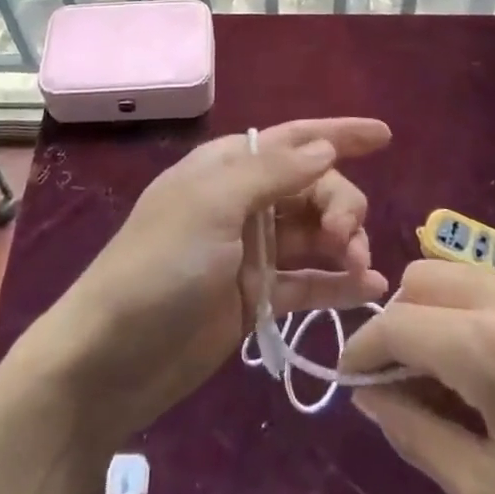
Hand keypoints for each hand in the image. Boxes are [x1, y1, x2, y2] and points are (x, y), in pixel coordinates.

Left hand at [7, 118, 392, 453]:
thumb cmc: (159, 265)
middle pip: (313, 189)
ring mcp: (250, 253)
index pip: (294, 140)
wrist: (109, 359)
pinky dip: (337, 284)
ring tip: (360, 267)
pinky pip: (307, 283)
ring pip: (315, 235)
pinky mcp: (255, 299)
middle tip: (347, 237)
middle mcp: (243, 203)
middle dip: (341, 203)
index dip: (339, 134)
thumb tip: (325, 148)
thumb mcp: (213, 205)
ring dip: (345, 244)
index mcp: (228, 168)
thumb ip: (274, 173)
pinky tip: (369, 289)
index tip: (385, 135)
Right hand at [342, 262, 494, 493]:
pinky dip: (486, 303)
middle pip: (423, 277)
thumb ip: (418, 434)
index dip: (362, 348)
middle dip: (398, 319)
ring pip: (465, 267)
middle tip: (406, 375)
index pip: (396, 322)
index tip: (353, 379)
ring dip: (440, 305)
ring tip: (455, 364)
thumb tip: (371, 394)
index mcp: (491, 348)